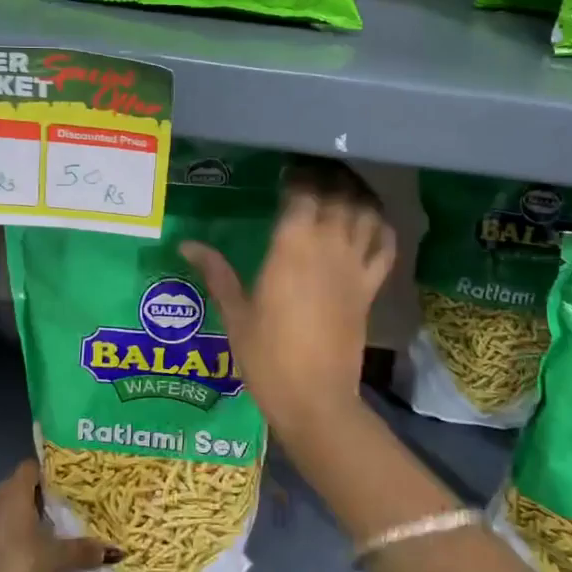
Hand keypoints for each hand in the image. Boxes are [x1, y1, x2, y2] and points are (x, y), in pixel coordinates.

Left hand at [0, 459, 116, 571]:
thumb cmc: (19, 565)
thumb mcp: (56, 558)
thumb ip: (83, 551)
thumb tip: (115, 551)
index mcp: (14, 490)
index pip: (31, 468)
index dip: (47, 474)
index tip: (64, 487)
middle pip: (16, 488)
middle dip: (34, 499)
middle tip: (58, 513)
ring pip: (0, 511)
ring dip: (16, 520)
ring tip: (39, 536)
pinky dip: (0, 539)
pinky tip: (14, 558)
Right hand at [182, 163, 395, 444]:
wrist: (314, 399)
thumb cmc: (266, 357)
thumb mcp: (235, 314)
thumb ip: (216, 273)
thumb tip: (186, 245)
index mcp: (291, 248)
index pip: (302, 194)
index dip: (298, 177)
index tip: (287, 172)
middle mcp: (327, 248)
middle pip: (338, 196)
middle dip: (328, 178)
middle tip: (313, 173)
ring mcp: (354, 268)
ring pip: (365, 214)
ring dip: (356, 195)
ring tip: (341, 188)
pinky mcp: (370, 290)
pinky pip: (385, 249)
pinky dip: (382, 229)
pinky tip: (371, 222)